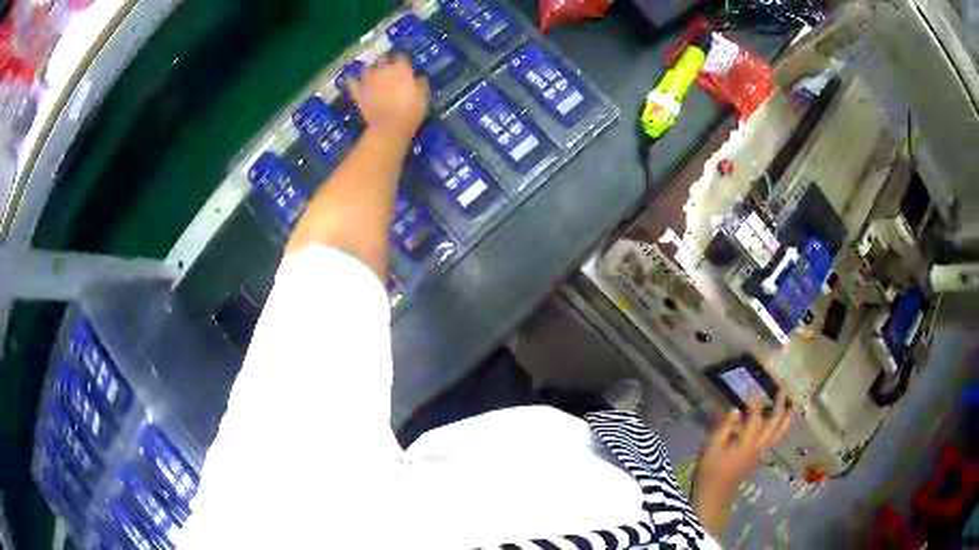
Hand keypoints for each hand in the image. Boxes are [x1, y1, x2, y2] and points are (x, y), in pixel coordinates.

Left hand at [347, 54, 429, 141]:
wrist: (389, 126)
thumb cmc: (411, 110)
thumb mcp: (423, 96)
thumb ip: (421, 84)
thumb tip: (419, 78)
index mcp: (401, 68)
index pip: (401, 57)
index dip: (402, 61)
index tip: (404, 66)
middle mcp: (384, 70)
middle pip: (383, 60)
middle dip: (385, 64)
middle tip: (389, 71)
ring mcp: (369, 81)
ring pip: (367, 70)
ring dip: (370, 71)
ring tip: (372, 75)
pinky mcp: (359, 93)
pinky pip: (353, 84)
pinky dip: (353, 82)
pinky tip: (353, 81)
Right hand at [692, 392, 792, 534]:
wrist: (714, 496)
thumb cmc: (710, 472)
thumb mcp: (711, 449)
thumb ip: (724, 428)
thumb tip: (735, 409)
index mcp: (746, 443)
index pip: (755, 417)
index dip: (755, 401)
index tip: (755, 387)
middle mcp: (757, 446)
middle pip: (774, 424)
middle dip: (779, 405)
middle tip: (784, 389)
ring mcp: (759, 453)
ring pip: (778, 433)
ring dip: (787, 417)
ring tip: (794, 403)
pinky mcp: (757, 457)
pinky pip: (773, 439)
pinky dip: (780, 427)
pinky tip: (780, 422)